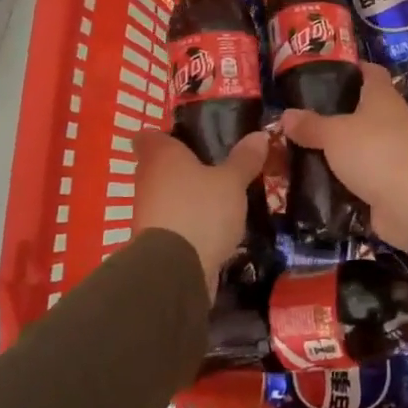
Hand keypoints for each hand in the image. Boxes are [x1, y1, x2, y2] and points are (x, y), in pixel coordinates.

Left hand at [131, 130, 268, 294]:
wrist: (175, 272)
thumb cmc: (200, 210)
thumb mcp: (231, 181)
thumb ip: (244, 159)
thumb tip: (260, 134)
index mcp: (160, 155)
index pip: (149, 135)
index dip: (167, 135)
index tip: (190, 138)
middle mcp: (147, 180)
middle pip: (160, 166)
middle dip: (184, 167)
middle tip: (217, 165)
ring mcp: (147, 213)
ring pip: (168, 196)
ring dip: (188, 197)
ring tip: (222, 197)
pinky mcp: (155, 243)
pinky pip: (174, 223)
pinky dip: (190, 223)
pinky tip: (216, 226)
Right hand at [280, 63, 407, 259]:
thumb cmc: (374, 151)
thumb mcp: (334, 134)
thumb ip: (310, 124)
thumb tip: (285, 114)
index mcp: (382, 97)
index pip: (370, 71)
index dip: (351, 68)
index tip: (323, 72)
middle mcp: (389, 119)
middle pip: (361, 108)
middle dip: (333, 111)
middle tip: (301, 114)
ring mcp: (390, 151)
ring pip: (357, 142)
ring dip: (335, 146)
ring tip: (300, 146)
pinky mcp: (385, 180)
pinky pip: (358, 172)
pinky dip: (340, 174)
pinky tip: (314, 176)